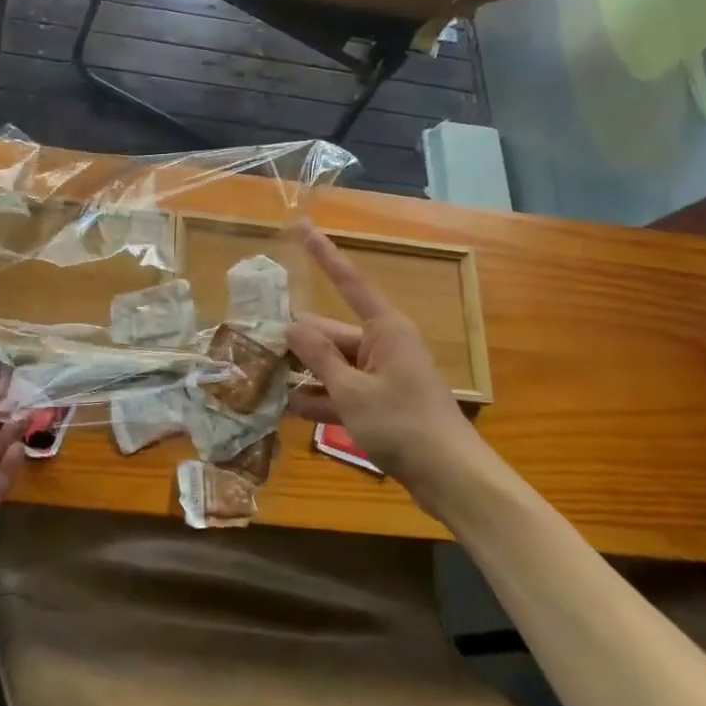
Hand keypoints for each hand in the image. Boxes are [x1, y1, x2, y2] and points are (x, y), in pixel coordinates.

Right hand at [286, 223, 481, 496]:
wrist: (451, 479)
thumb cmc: (403, 424)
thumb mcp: (352, 391)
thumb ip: (319, 357)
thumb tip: (291, 326)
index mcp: (384, 328)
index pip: (348, 280)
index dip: (323, 253)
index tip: (302, 226)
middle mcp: (382, 344)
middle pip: (330, 333)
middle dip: (296, 338)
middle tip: (253, 339)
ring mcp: (382, 375)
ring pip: (333, 364)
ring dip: (303, 373)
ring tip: (259, 376)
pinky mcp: (381, 403)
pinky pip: (343, 391)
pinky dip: (319, 399)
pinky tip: (286, 408)